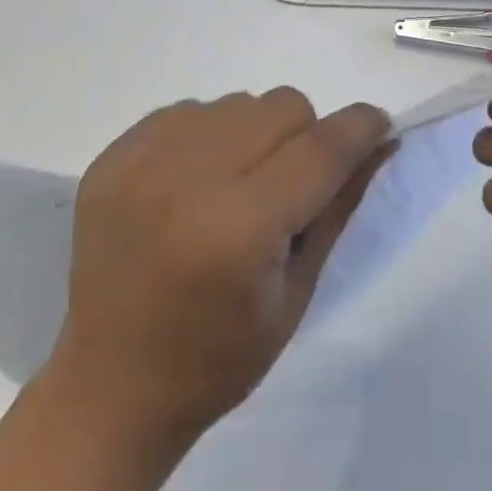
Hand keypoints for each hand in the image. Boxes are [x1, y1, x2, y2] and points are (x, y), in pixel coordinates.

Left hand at [46, 89, 392, 454]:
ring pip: (239, 102)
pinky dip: (209, 135)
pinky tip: (195, 184)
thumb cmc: (217, 359)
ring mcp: (142, 164)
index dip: (360, 128)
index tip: (380, 125)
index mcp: (239, 231)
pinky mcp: (113, 157)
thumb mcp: (297, 294)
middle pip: (283, 107)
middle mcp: (188, 182)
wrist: (109, 389)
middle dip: (306, 136)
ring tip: (237, 185)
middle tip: (290, 185)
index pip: (320, 149)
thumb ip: (340, 207)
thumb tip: (382, 142)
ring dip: (256, 133)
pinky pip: (189, 110)